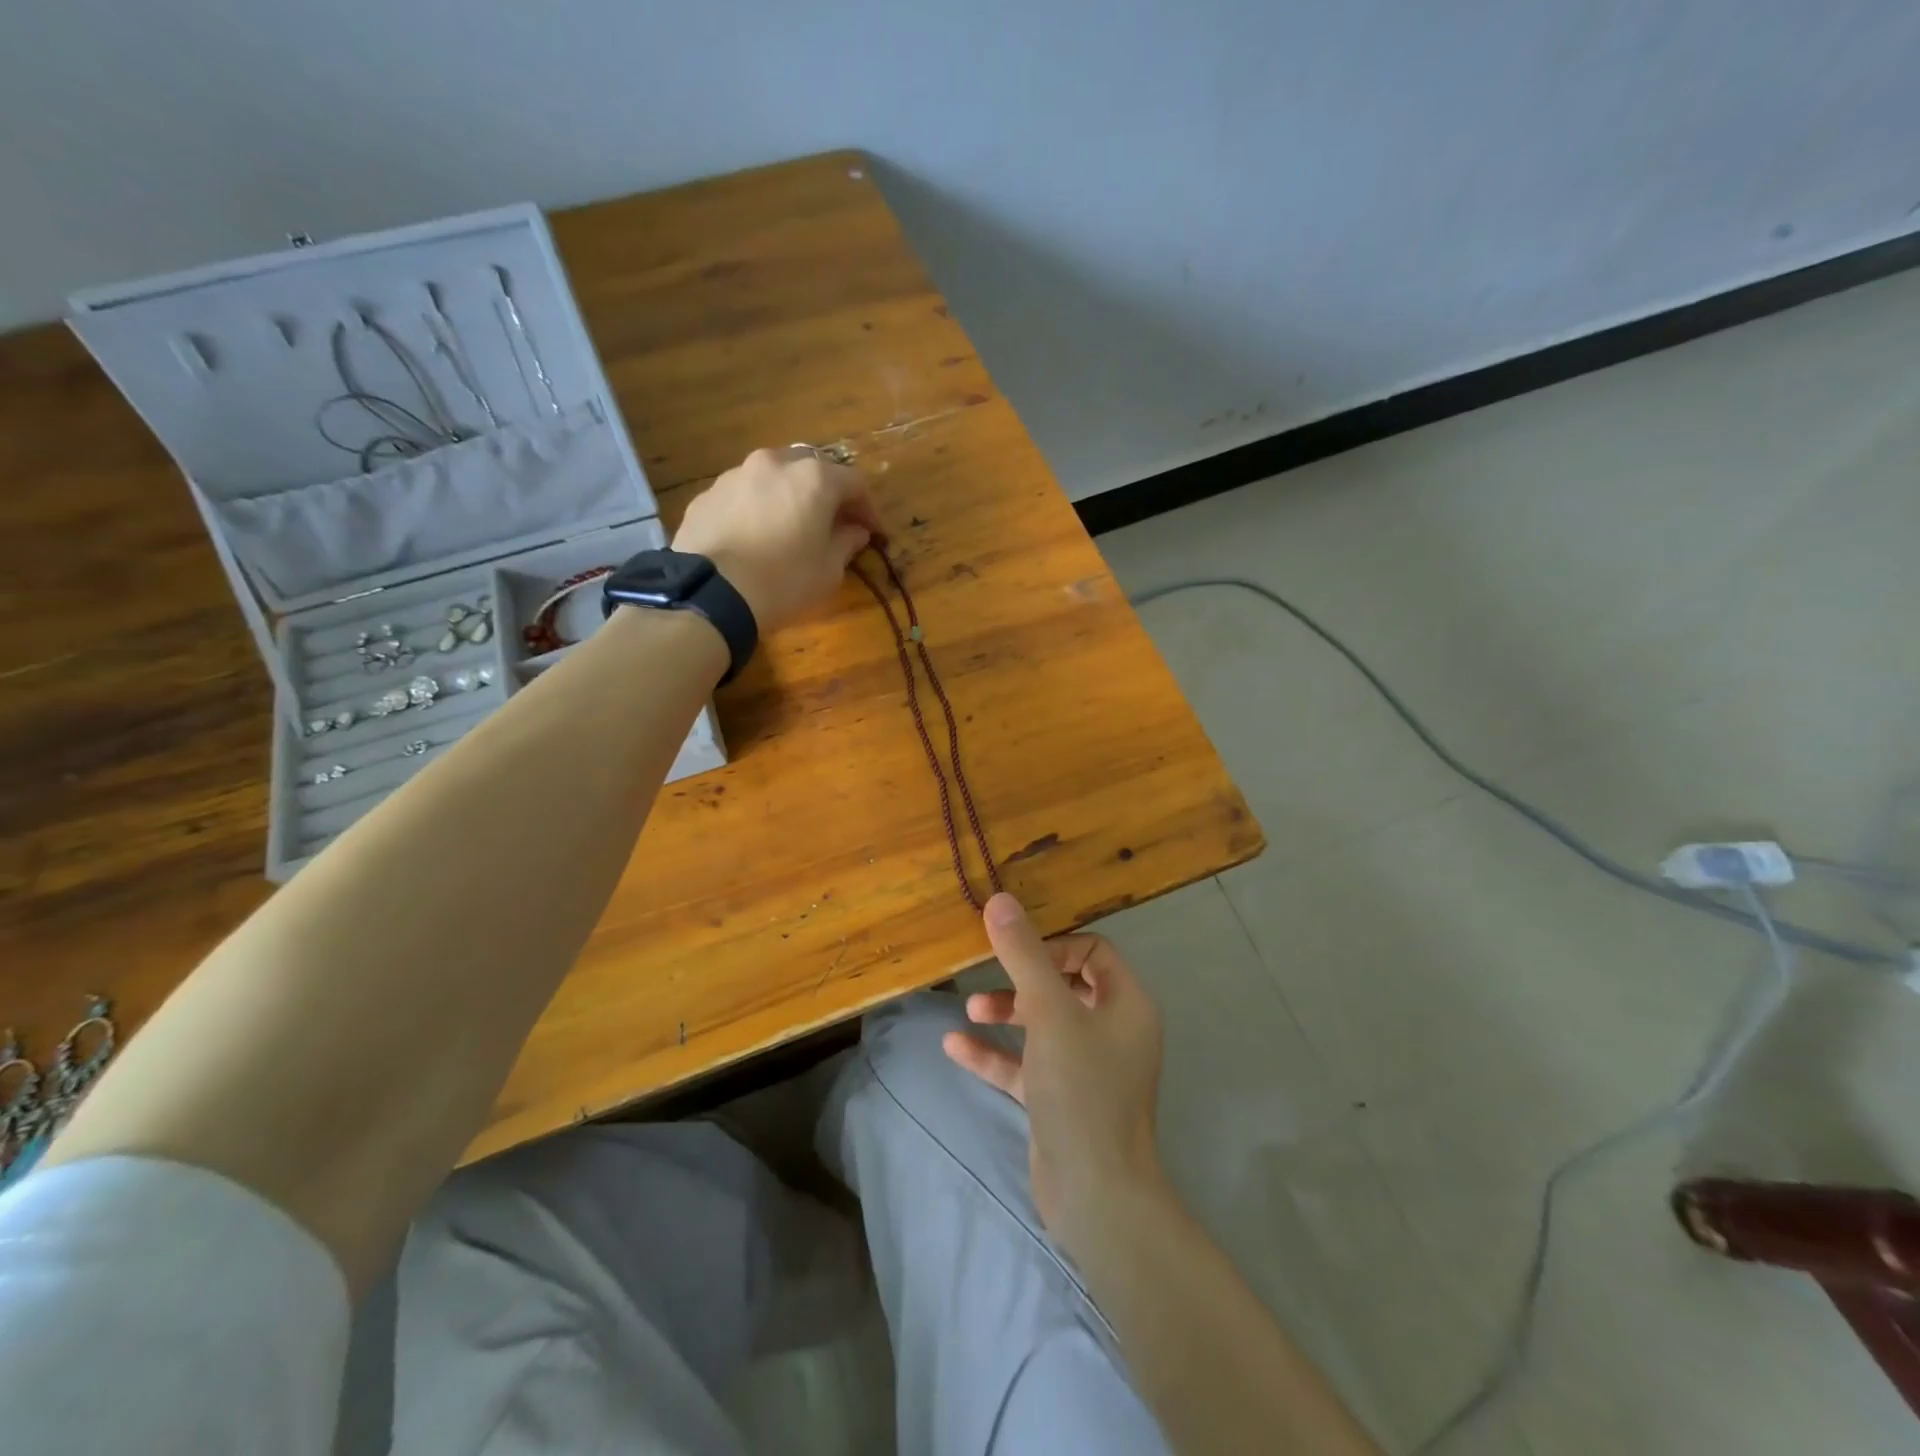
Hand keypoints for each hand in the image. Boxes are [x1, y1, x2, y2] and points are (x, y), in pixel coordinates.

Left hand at [673, 446, 883, 631]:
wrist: (712, 593)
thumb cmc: (784, 581)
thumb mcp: (828, 570)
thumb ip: (846, 543)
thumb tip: (855, 531)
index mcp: (813, 478)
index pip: (854, 483)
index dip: (868, 507)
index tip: (873, 531)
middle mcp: (775, 463)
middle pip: (812, 469)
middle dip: (828, 493)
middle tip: (834, 522)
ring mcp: (736, 475)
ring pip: (774, 477)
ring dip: (789, 496)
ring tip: (792, 526)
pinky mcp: (708, 494)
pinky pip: (744, 495)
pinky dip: (758, 507)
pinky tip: (756, 536)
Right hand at [943, 892, 1167, 1254]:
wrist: (1095, 1195)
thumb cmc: (1081, 1089)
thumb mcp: (1048, 1013)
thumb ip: (1023, 955)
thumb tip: (1000, 900)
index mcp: (1126, 1004)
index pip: (1093, 952)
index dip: (1054, 947)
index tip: (1017, 957)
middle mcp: (1113, 1030)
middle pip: (1065, 985)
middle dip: (1023, 980)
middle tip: (988, 980)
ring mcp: (1088, 1068)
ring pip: (1044, 1024)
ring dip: (1007, 1012)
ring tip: (969, 1009)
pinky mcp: (1062, 1100)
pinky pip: (1027, 1064)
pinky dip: (996, 1054)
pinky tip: (955, 1047)